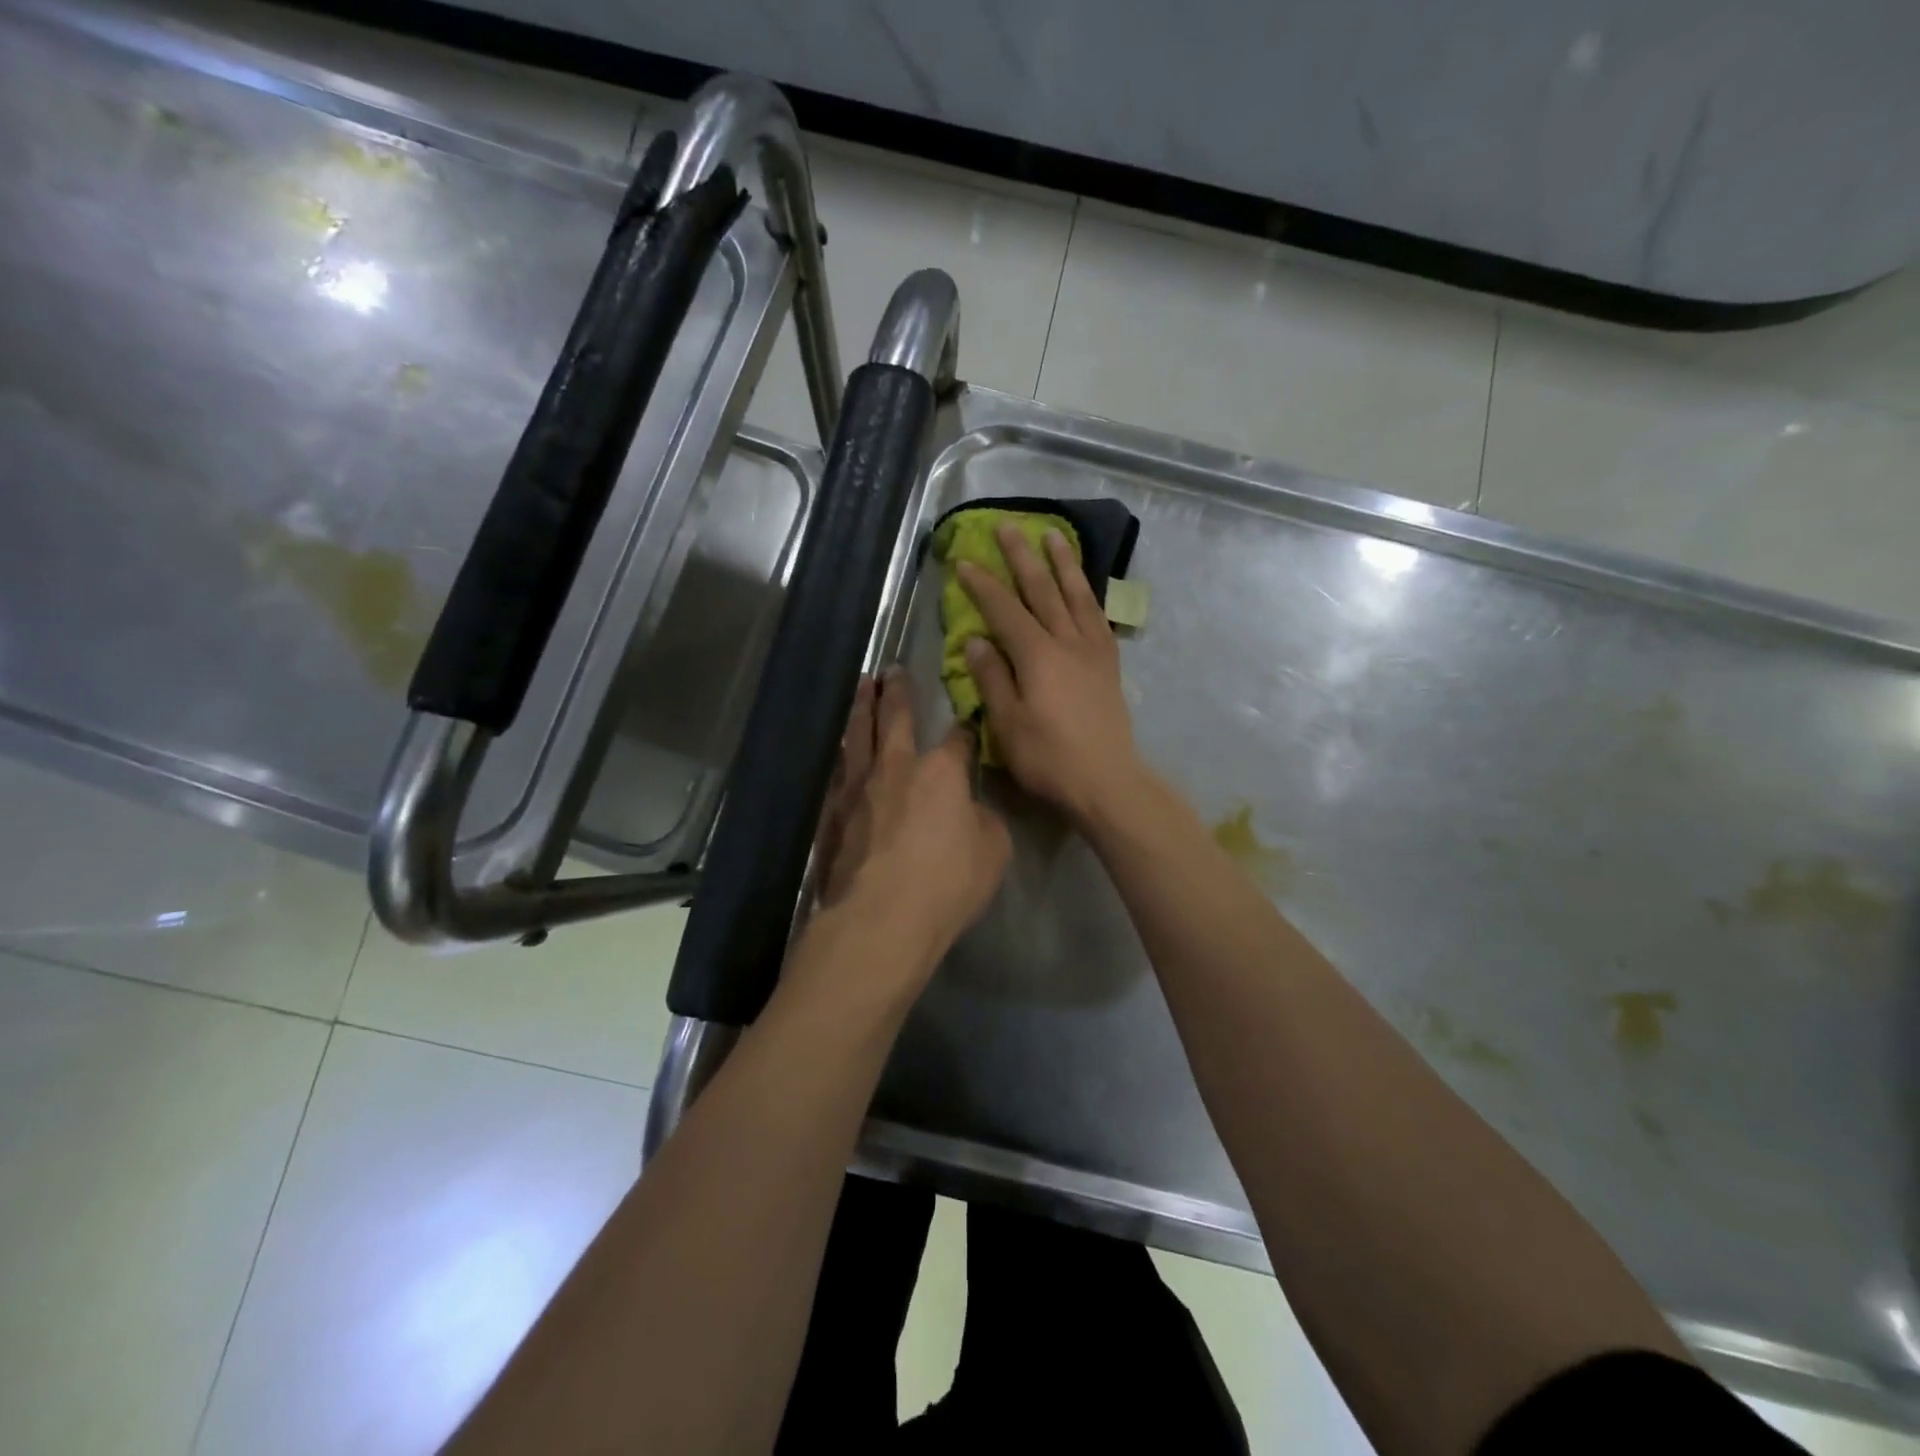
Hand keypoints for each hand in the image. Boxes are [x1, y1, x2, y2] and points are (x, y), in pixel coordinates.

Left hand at [813, 669, 1010, 981]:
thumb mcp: (993, 851)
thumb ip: (984, 821)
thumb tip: (971, 811)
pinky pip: (835, 773)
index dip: (965, 725)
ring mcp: (857, 788)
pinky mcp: (830, 814)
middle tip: (890, 668)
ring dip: (859, 708)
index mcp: (940, 771)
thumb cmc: (947, 883)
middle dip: (896, 691)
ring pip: (856, 736)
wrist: (880, 918)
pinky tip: (837, 751)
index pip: (957, 737)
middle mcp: (895, 767)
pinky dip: (839, 754)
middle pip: (894, 717)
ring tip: (859, 688)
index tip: (966, 716)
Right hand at [958, 525, 1144, 824]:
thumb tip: (975, 640)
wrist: (1107, 780)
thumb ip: (991, 678)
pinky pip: (1098, 617)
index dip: (983, 585)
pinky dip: (1089, 594)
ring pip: (1076, 595)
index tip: (965, 561)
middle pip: (1042, 590)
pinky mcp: (1109, 664)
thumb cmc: (1049, 758)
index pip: (1004, 610)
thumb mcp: (1007, 724)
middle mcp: (1066, 642)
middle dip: (1022, 557)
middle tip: (1009, 526)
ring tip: (1054, 535)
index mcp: (1037, 656)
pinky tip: (1083, 587)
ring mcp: (1093, 650)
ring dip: (1063, 563)